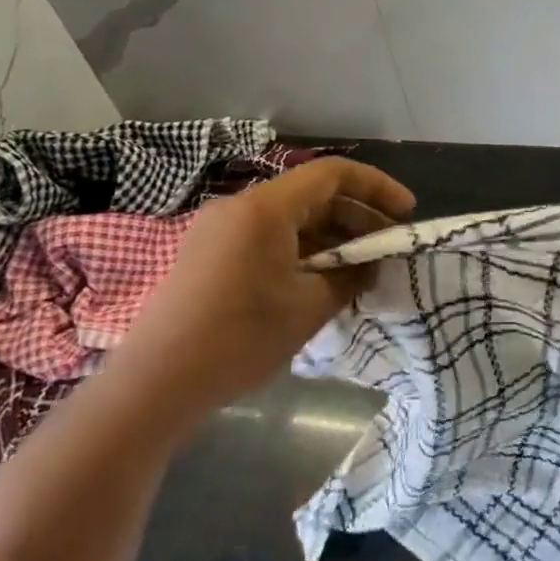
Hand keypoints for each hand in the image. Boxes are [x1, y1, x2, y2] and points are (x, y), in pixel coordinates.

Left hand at [105, 158, 414, 423]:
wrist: (152, 386)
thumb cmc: (239, 338)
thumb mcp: (308, 307)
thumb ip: (349, 276)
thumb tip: (371, 264)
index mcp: (266, 207)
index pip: (333, 174)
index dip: (377, 187)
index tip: (406, 212)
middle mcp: (240, 207)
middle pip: (312, 194)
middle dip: (356, 215)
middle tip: (387, 245)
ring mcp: (219, 230)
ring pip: (290, 218)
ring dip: (330, 235)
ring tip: (360, 267)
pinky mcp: (208, 254)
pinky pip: (267, 237)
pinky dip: (301, 249)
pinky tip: (320, 279)